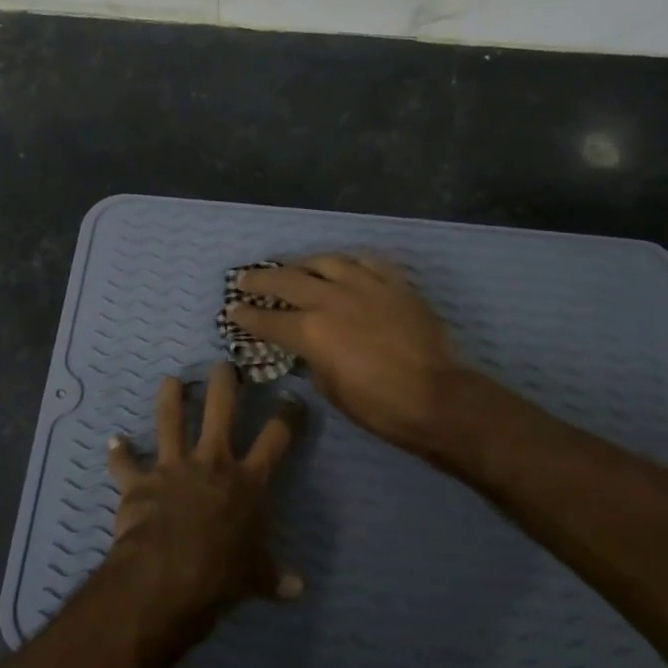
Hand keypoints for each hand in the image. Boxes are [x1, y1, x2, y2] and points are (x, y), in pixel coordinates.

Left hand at [105, 363, 305, 619]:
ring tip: (170, 380)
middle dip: (224, 383)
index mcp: (248, 481)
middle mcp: (212, 462)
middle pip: (220, 409)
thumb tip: (298, 590)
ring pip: (170, 420)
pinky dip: (119, 453)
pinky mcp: (140, 482)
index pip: (276, 438)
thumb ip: (275, 577)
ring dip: (170, 398)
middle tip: (223, 365)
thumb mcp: (256, 577)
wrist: (168, 575)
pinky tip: (113, 441)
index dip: (288, 416)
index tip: (293, 400)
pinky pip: (125, 464)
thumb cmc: (222, 573)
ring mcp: (173, 467)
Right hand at [226, 253, 473, 458]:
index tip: (231, 310)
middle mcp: (332, 299)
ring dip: (302, 263)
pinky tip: (341, 264)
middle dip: (260, 280)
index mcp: (311, 331)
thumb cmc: (378, 406)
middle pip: (287, 280)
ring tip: (292, 266)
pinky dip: (348, 261)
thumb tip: (309, 349)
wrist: (435, 397)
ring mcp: (365, 286)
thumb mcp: (330, 389)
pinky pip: (366, 261)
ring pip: (325, 261)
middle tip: (245, 279)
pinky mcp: (394, 283)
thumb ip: (313, 360)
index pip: (268, 319)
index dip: (246, 315)